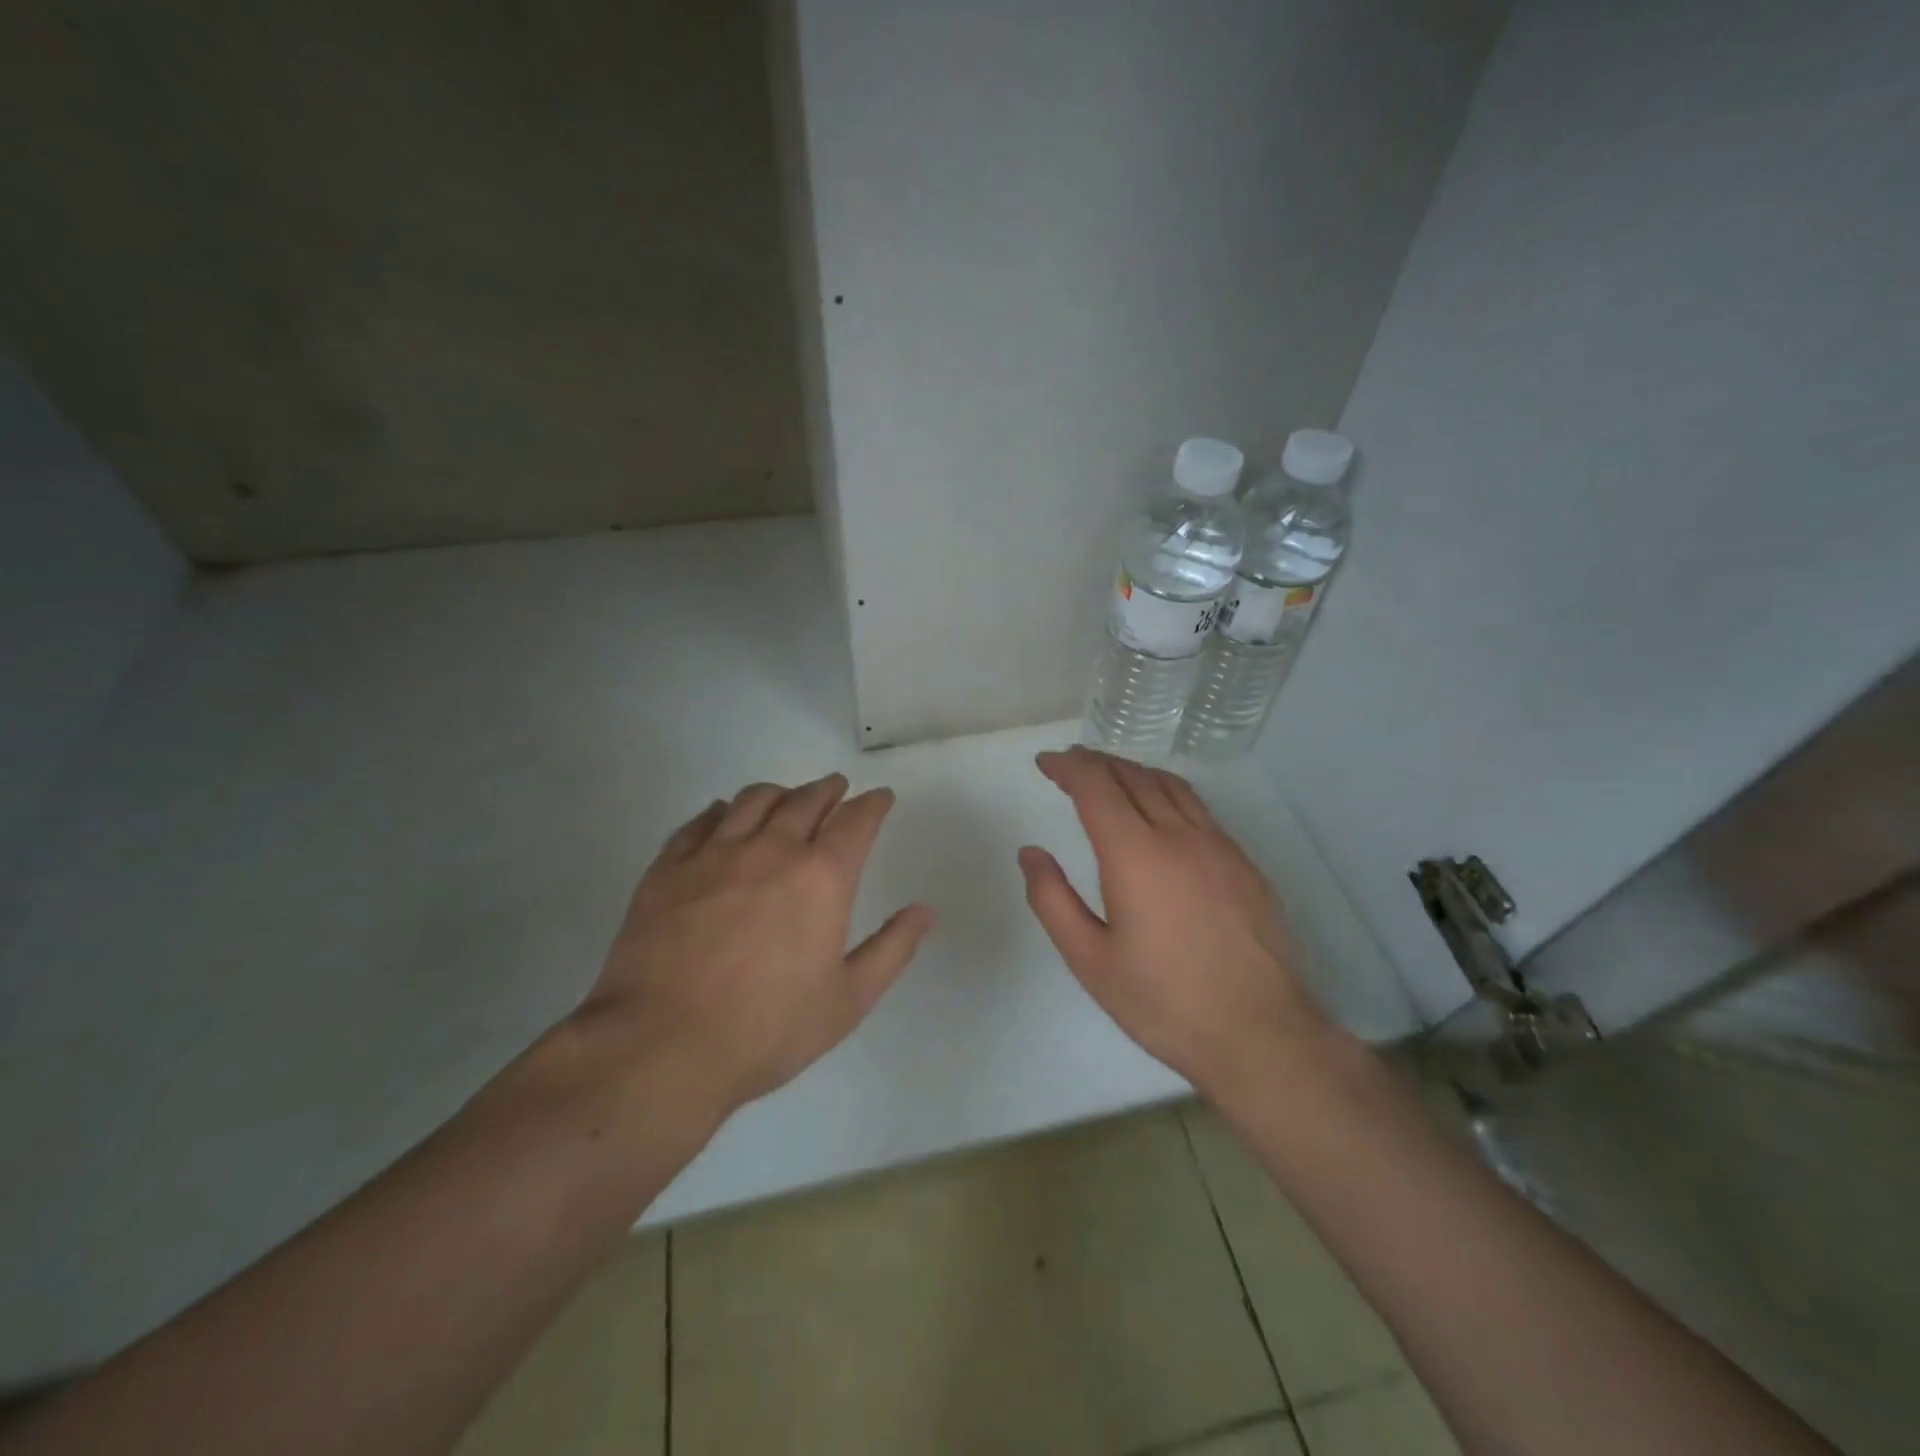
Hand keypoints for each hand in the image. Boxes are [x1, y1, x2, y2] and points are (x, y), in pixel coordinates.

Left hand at [573, 773, 934, 1120]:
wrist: (662, 1047)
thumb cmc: (767, 1029)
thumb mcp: (848, 1000)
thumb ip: (892, 949)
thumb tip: (925, 911)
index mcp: (821, 877)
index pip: (855, 821)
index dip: (872, 804)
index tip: (880, 798)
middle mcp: (771, 850)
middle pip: (805, 800)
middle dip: (827, 790)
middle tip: (836, 788)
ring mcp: (714, 855)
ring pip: (753, 801)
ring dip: (778, 792)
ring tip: (785, 796)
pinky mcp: (668, 869)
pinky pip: (699, 822)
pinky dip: (720, 811)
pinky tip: (722, 816)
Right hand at [1018, 747, 1328, 1100]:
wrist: (1259, 1034)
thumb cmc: (1163, 1001)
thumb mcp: (1089, 960)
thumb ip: (1052, 900)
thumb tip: (1031, 853)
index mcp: (1135, 854)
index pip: (1096, 786)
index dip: (1068, 766)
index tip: (1046, 763)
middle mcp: (1179, 835)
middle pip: (1133, 776)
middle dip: (1096, 762)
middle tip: (1071, 763)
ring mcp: (1219, 846)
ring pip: (1171, 786)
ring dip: (1133, 771)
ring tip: (1110, 775)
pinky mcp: (1244, 864)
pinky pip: (1199, 809)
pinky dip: (1167, 793)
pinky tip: (1161, 813)